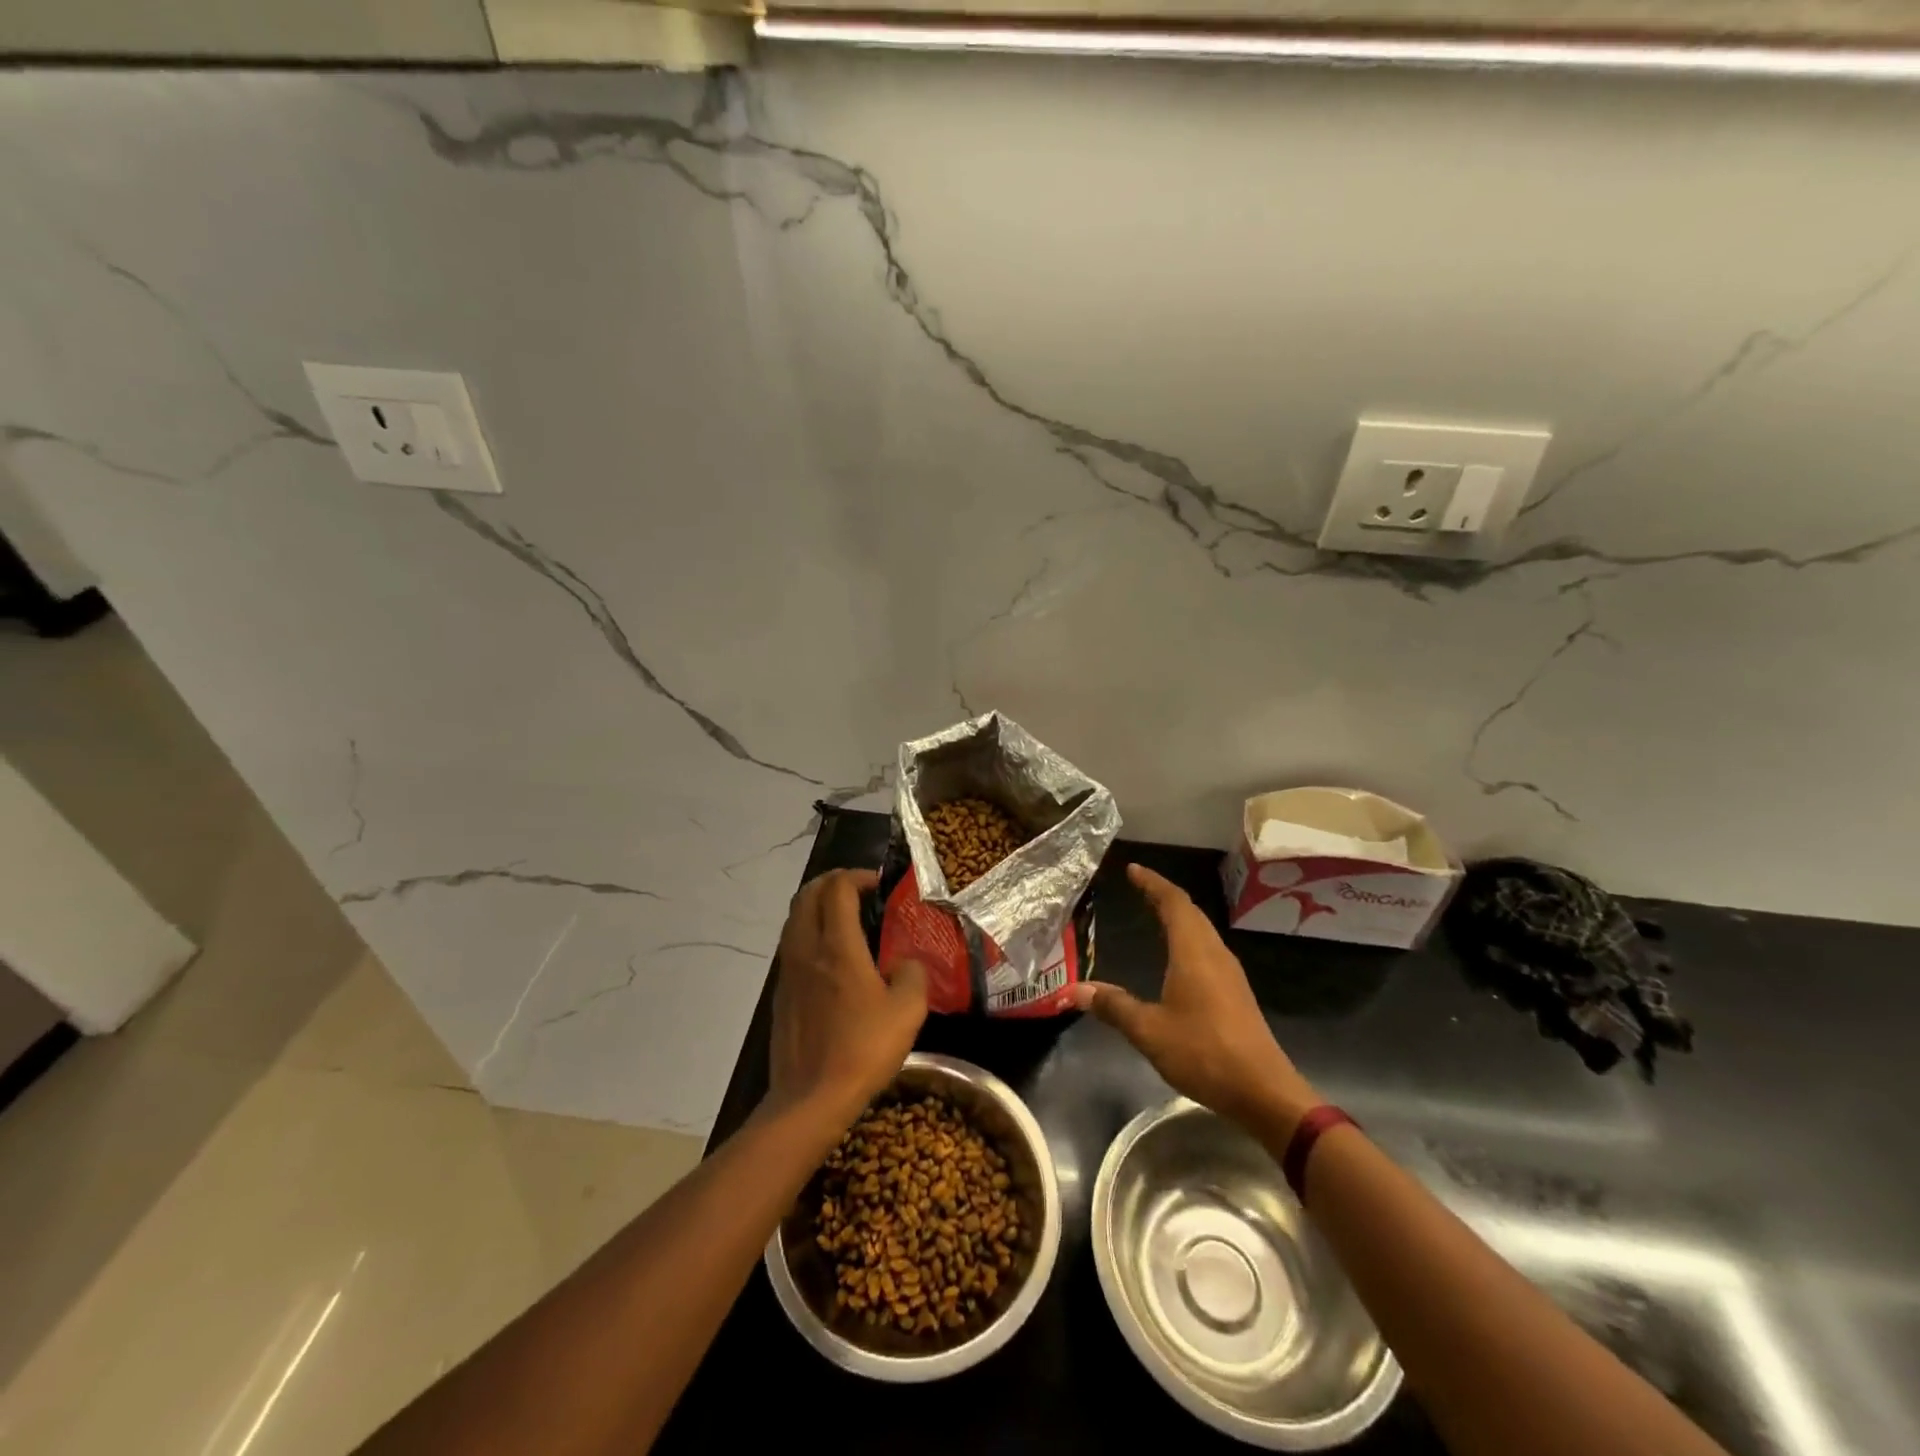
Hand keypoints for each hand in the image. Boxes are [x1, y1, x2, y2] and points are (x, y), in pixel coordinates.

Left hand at [767, 869, 927, 1126]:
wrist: (810, 1098)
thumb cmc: (862, 1049)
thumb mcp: (907, 1011)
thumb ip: (912, 975)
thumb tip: (906, 963)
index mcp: (837, 946)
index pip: (837, 889)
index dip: (857, 876)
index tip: (878, 885)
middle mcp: (806, 949)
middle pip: (808, 894)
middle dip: (832, 882)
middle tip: (859, 889)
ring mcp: (788, 971)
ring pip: (795, 918)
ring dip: (817, 905)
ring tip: (845, 916)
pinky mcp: (781, 993)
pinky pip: (792, 944)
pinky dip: (809, 931)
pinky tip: (831, 955)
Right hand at [1072, 864, 1319, 1136]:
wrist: (1263, 1091)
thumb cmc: (1204, 1052)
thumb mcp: (1149, 1031)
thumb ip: (1114, 1006)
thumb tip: (1075, 990)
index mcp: (1193, 952)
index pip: (1173, 903)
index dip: (1152, 883)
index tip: (1133, 869)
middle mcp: (1214, 954)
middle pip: (1190, 912)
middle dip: (1164, 895)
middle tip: (1139, 886)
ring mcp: (1229, 974)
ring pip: (1201, 930)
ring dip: (1179, 916)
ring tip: (1155, 913)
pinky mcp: (1235, 993)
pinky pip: (1207, 949)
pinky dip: (1188, 937)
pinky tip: (1178, 956)